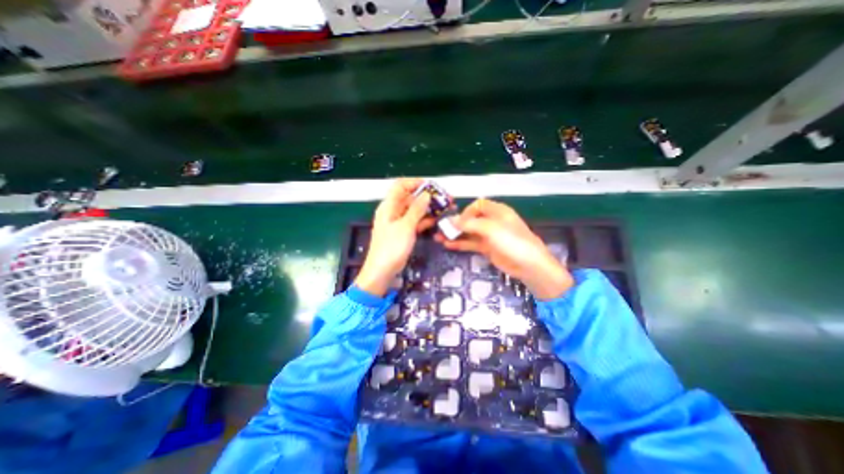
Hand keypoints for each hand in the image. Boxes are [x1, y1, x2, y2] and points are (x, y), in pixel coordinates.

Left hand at [355, 178, 435, 296]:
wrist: (382, 271)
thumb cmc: (391, 248)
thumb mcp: (406, 226)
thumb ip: (417, 209)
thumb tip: (427, 195)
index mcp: (389, 206)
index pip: (401, 185)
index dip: (415, 183)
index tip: (432, 186)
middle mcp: (393, 211)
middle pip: (410, 197)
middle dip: (427, 197)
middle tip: (445, 199)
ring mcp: (398, 222)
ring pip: (415, 210)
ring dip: (429, 209)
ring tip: (445, 209)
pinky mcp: (403, 232)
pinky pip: (415, 221)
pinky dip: (424, 220)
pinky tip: (436, 221)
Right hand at [435, 199, 572, 298]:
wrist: (529, 265)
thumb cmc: (512, 241)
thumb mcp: (491, 229)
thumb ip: (469, 224)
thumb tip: (451, 220)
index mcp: (497, 211)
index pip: (478, 205)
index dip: (466, 211)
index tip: (457, 221)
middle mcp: (492, 221)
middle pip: (471, 219)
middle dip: (456, 223)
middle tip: (440, 229)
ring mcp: (490, 235)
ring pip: (469, 232)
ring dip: (455, 234)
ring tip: (438, 237)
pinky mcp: (487, 248)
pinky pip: (471, 243)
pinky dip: (460, 244)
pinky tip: (447, 245)